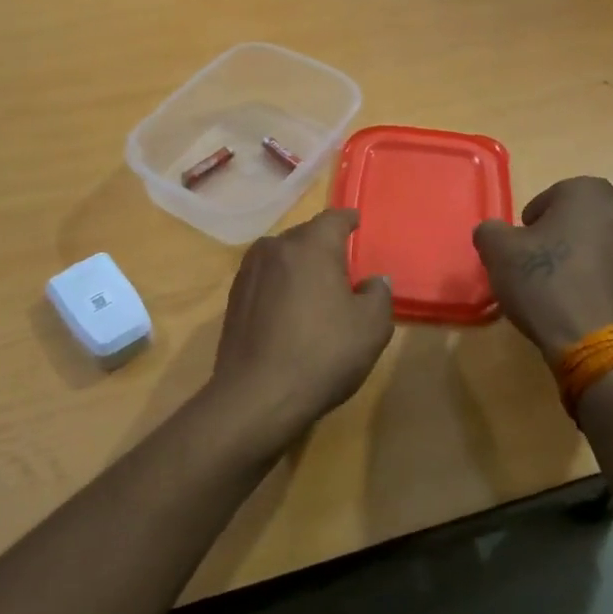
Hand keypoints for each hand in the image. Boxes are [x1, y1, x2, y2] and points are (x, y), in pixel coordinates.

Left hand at [201, 209, 394, 455]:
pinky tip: (289, 312)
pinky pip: (266, 279)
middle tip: (342, 267)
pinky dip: (280, 286)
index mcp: (310, 245)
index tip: (357, 222)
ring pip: (282, 257)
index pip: (334, 218)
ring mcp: (249, 272)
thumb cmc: (322, 354)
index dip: (348, 220)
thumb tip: (373, 281)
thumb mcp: (371, 327)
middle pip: (306, 236)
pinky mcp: (234, 297)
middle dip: (324, 246)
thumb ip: (378, 294)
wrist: (257, 395)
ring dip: (299, 267)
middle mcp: (275, 247)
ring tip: (315, 290)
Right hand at [473, 177, 612, 361]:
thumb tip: (495, 232)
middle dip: (564, 236)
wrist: (597, 344)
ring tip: (565, 290)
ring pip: (608, 247)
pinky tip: (586, 308)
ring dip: (588, 260)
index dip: (534, 220)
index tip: (522, 245)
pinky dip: (606, 285)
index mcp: (590, 194)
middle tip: (541, 265)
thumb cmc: (545, 283)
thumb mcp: (497, 251)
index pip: (555, 195)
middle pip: (585, 220)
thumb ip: (491, 230)